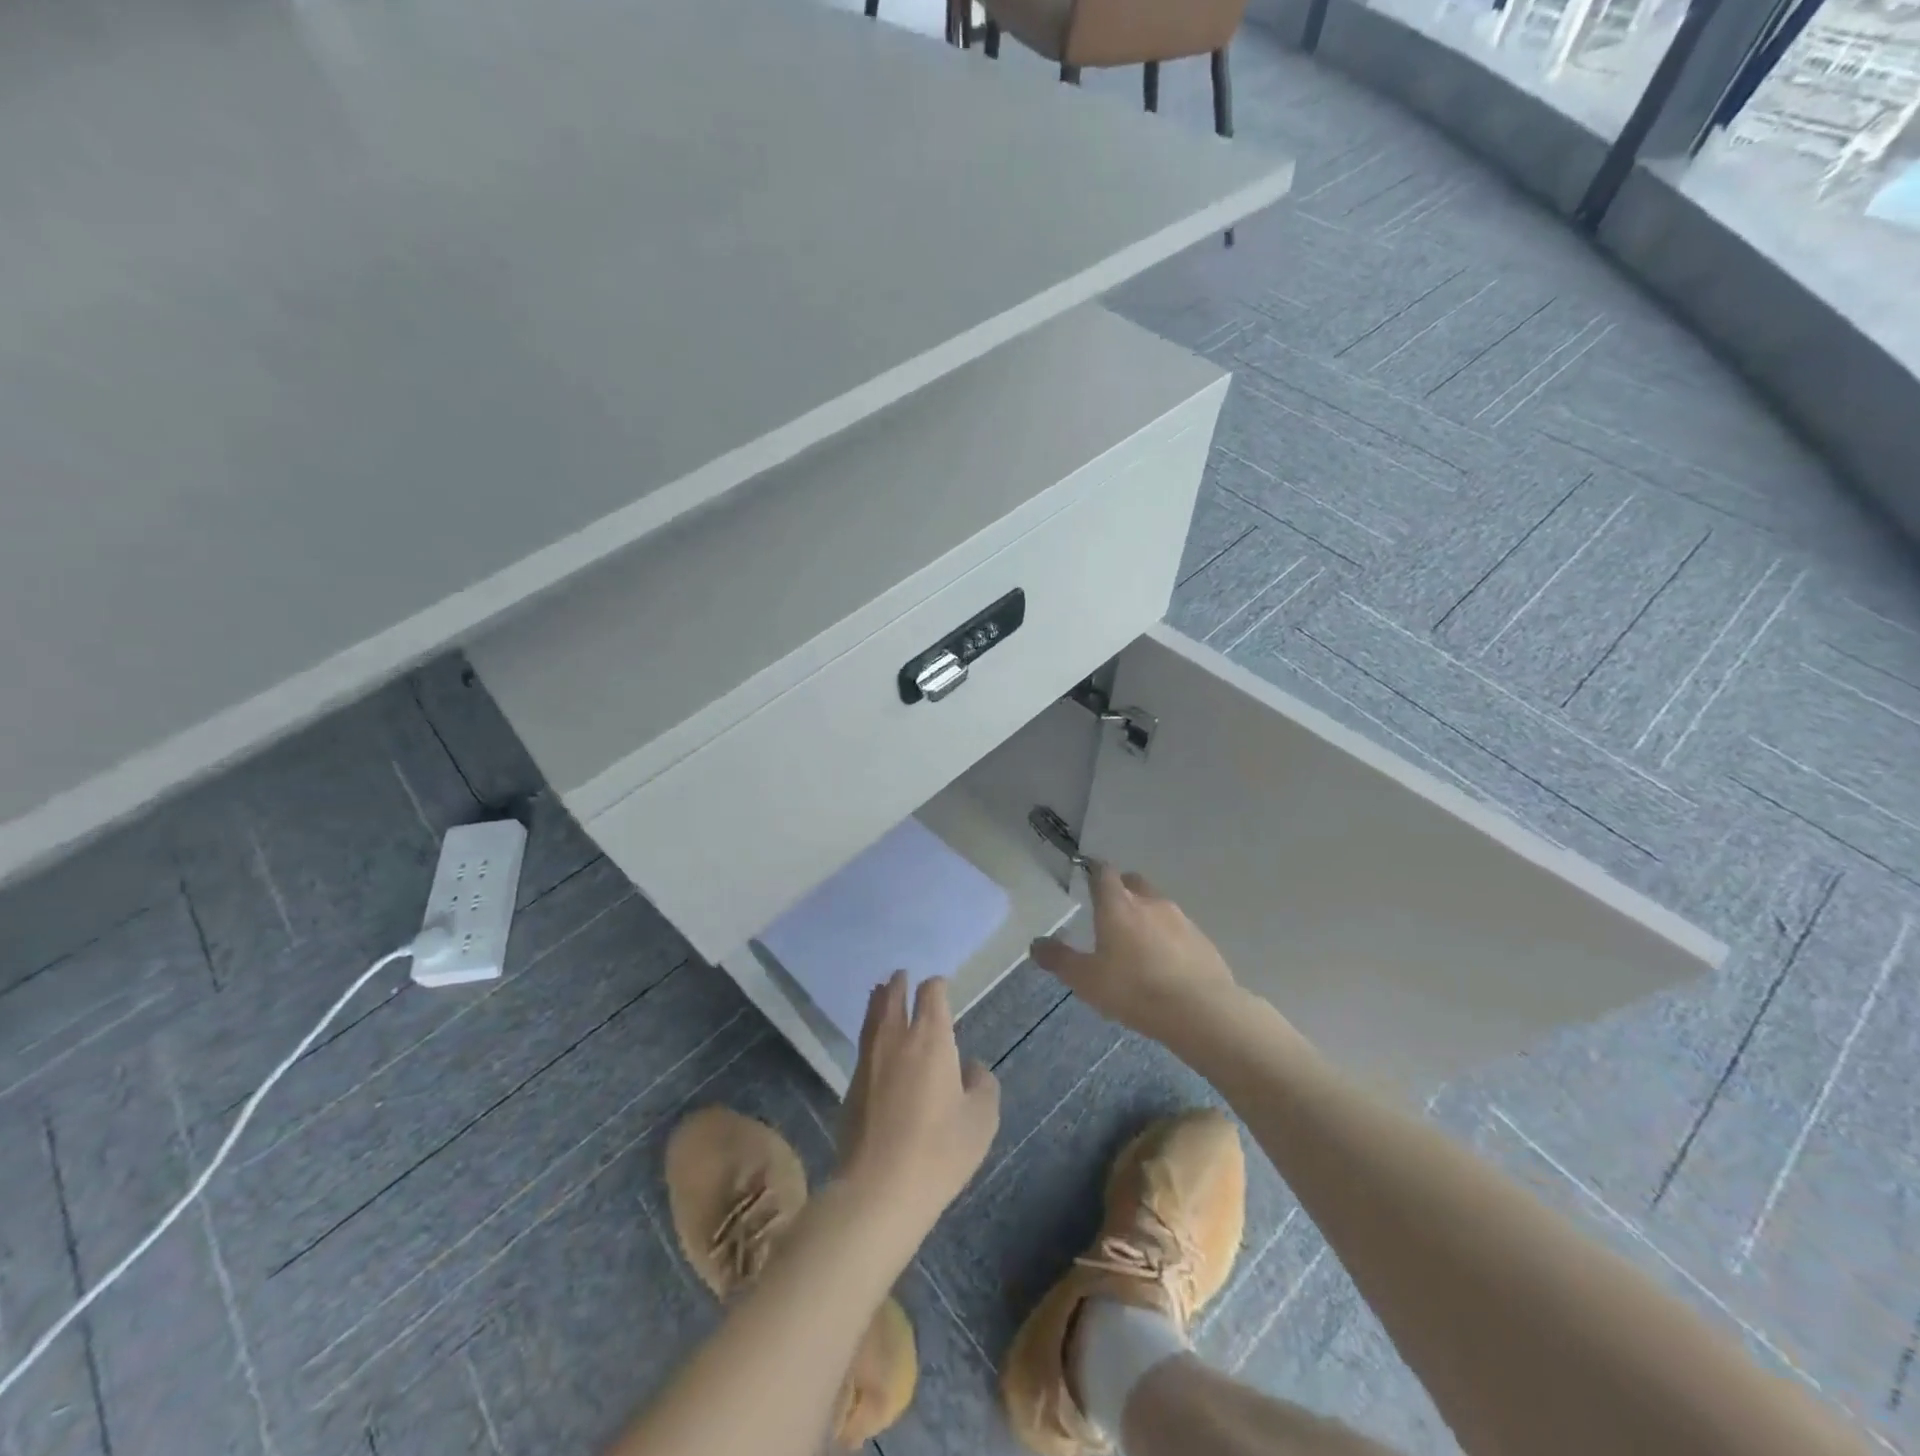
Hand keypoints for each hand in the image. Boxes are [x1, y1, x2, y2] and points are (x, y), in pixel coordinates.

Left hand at [838, 972, 999, 1245]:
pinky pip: (863, 1044)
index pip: (931, 994)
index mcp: (931, 1038)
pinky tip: (875, 1041)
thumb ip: (982, 1085)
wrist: (879, 1188)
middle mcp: (896, 1039)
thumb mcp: (981, 1120)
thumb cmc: (940, 1150)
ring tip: (880, 991)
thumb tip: (971, 1068)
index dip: (936, 986)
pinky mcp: (851, 1086)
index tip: (940, 986)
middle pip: (893, 997)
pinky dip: (870, 1030)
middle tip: (901, 975)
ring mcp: (869, 1061)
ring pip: (873, 1017)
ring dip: (879, 1000)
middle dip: (899, 984)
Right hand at [1031, 864, 1240, 1043]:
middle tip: (1109, 912)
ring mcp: (1180, 919)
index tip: (1086, 876)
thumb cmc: (1135, 989)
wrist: (1201, 1011)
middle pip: (1133, 883)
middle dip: (1121, 891)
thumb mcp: (1086, 980)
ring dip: (1146, 916)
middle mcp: (1150, 902)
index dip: (1094, 871)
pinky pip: (1178, 930)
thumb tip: (1035, 943)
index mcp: (1118, 905)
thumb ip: (1059, 959)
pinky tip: (1164, 964)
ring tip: (1137, 944)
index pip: (1104, 872)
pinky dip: (1168, 938)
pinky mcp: (1202, 940)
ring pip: (1157, 906)